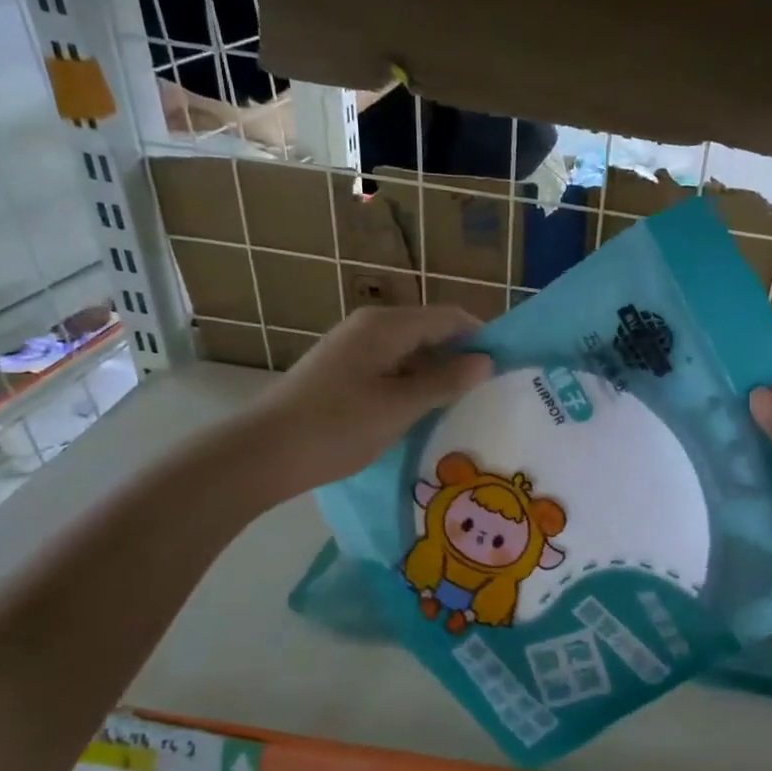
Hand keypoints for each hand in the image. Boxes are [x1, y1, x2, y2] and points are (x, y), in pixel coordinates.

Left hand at [239, 305, 492, 504]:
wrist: (263, 453)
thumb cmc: (337, 426)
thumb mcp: (400, 406)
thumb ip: (445, 381)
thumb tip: (485, 361)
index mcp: (386, 325)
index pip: (449, 317)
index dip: (481, 336)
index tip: (508, 365)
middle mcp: (370, 327)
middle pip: (430, 331)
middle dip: (461, 357)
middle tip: (490, 390)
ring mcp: (352, 348)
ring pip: (410, 352)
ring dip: (437, 373)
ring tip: (464, 404)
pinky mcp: (341, 371)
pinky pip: (391, 367)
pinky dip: (412, 383)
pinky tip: (423, 411)